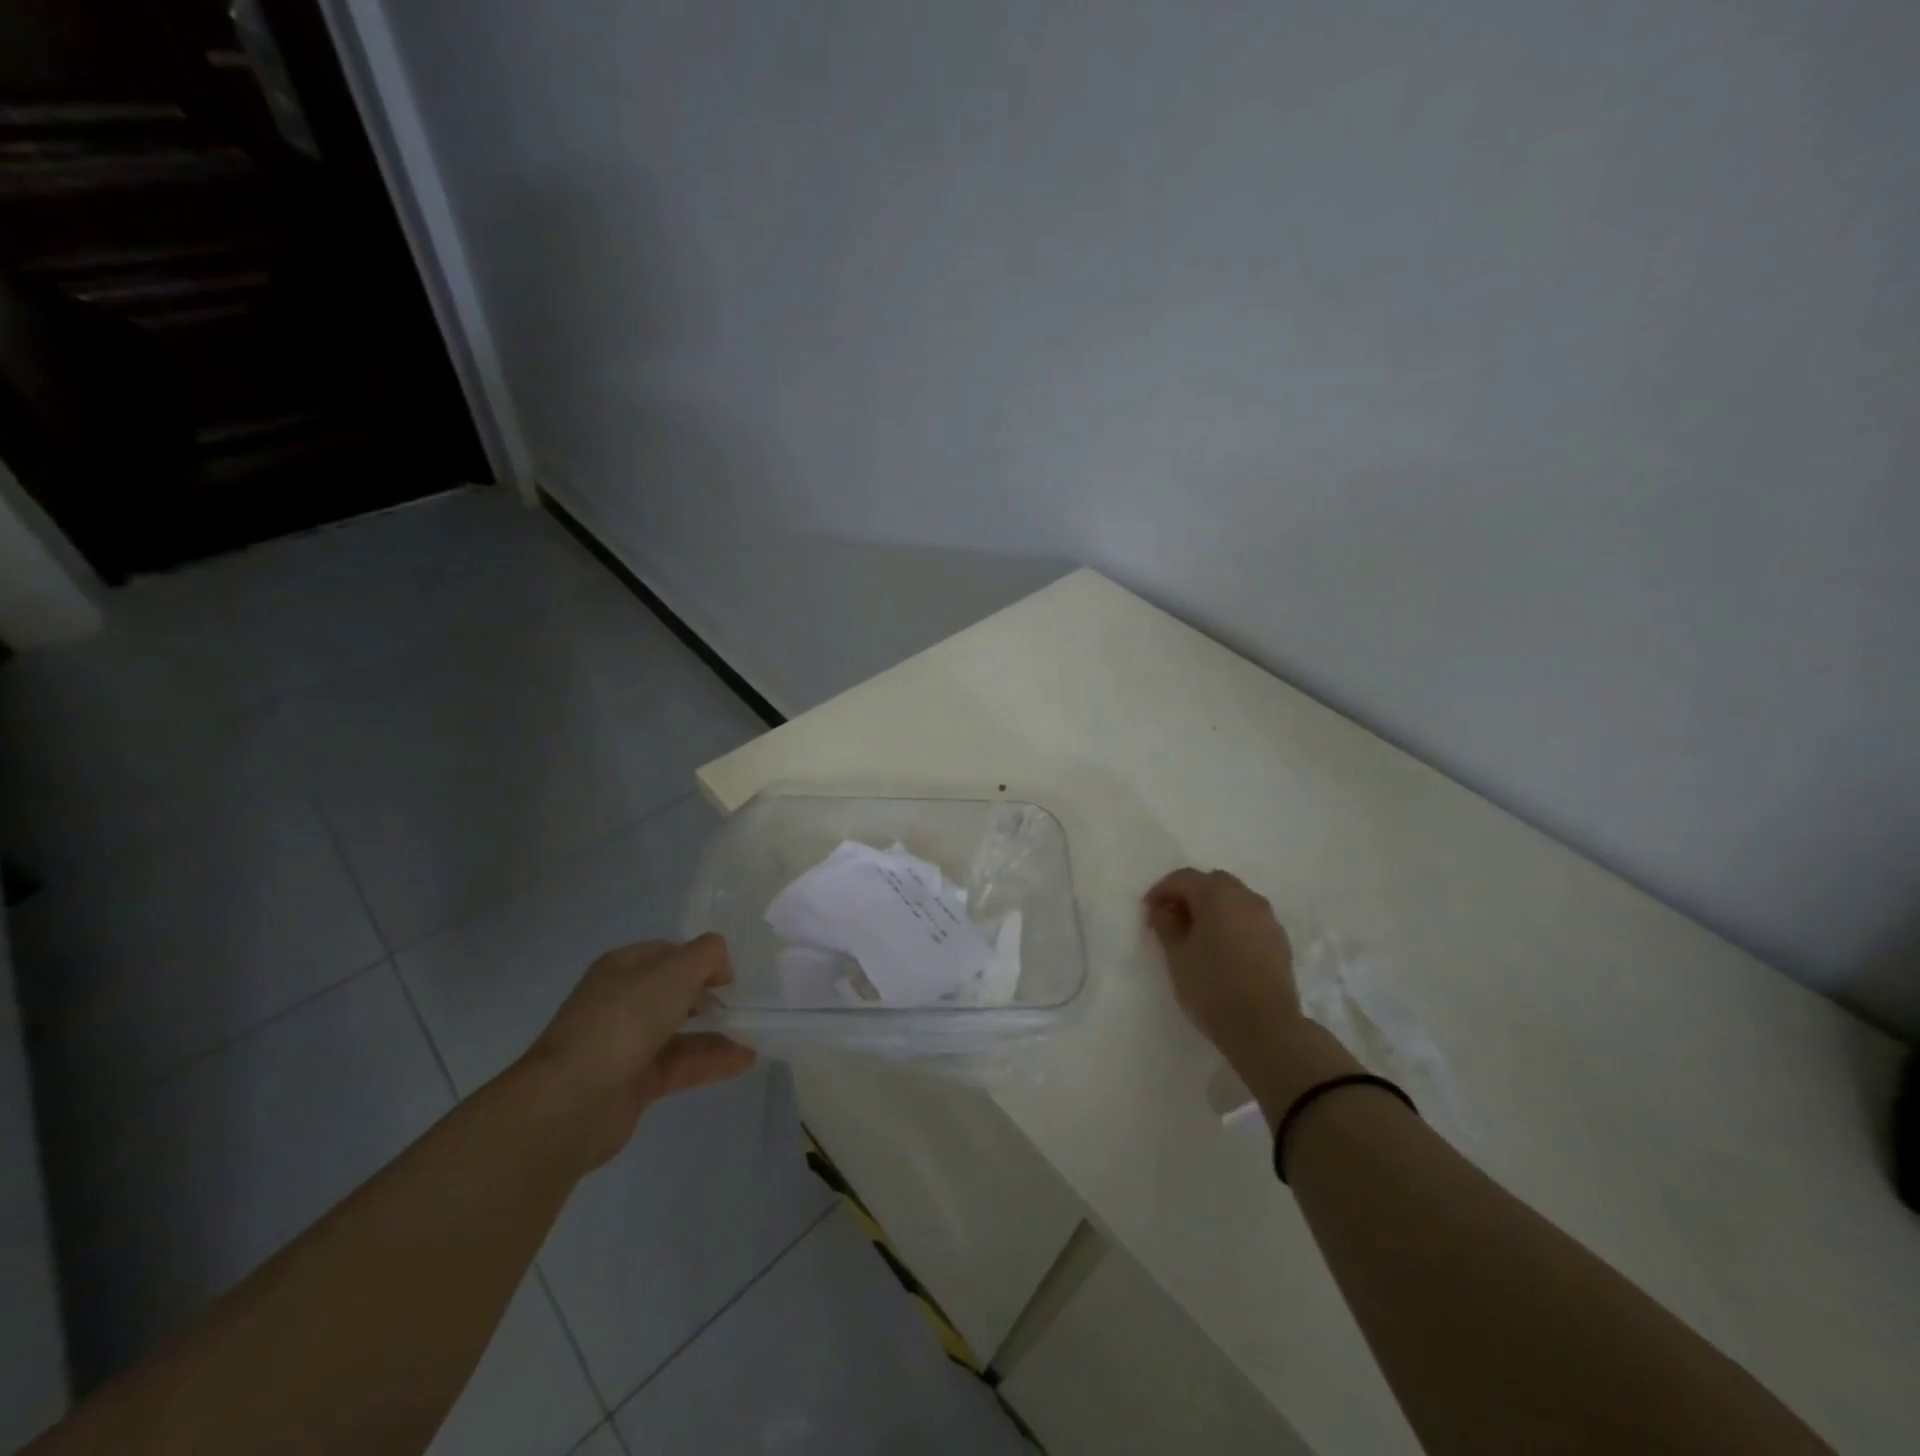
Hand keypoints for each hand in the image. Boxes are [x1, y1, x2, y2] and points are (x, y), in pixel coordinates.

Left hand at [521, 935, 756, 1170]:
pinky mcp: (635, 1084)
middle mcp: (621, 1002)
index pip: (667, 953)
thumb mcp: (675, 970)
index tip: (729, 974)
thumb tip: (720, 966)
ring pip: (680, 1031)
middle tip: (743, 1001)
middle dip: (708, 995)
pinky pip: (681, 1065)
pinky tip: (745, 1060)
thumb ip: (707, 955)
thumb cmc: (625, 1019)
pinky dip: (712, 1061)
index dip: (700, 958)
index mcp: (622, 968)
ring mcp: (626, 1045)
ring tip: (754, 1032)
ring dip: (717, 1031)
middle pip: (673, 992)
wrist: (574, 1100)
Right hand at [1145, 869, 1302, 1072]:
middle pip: (1212, 883)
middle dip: (1190, 895)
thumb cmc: (1212, 987)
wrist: (1265, 1027)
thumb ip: (1166, 926)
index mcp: (1217, 895)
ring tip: (1198, 935)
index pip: (1183, 878)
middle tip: (1172, 919)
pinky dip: (1233, 924)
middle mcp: (1245, 897)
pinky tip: (1223, 949)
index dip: (1161, 891)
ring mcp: (1267, 918)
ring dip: (1214, 908)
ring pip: (1235, 900)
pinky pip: (1250, 919)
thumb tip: (1164, 911)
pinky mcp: (1280, 940)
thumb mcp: (1177, 956)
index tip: (1148, 911)